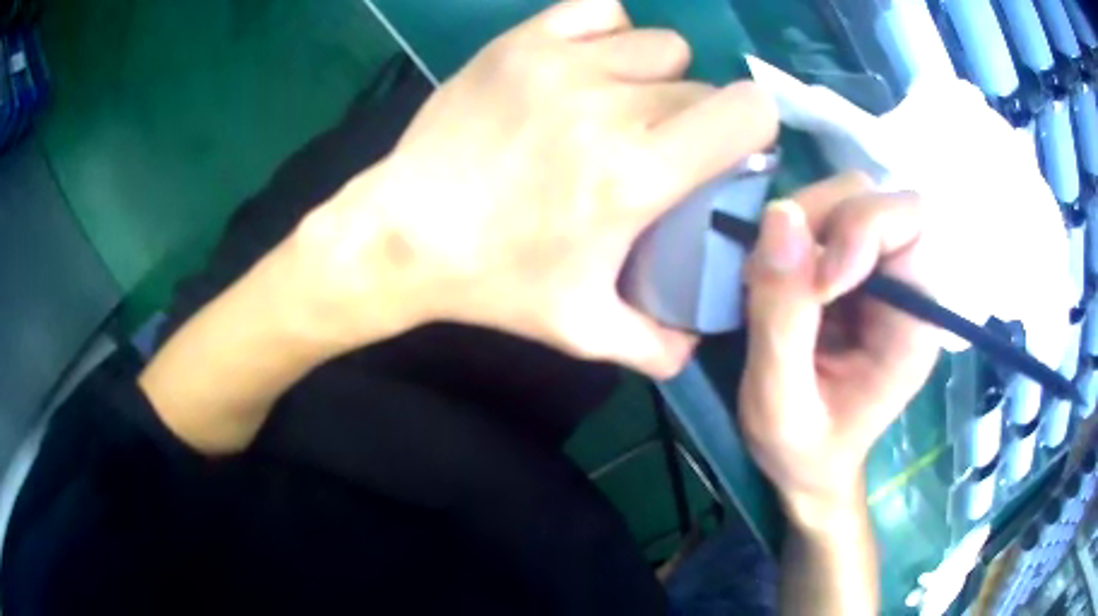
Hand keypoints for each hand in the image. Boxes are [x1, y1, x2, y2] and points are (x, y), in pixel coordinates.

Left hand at [295, 0, 777, 377]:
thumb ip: (654, 346)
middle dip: (698, 118)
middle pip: (703, 86)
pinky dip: (607, 33)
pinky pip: (599, 11)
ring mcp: (561, 62)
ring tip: (621, 106)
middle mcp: (610, 105)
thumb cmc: (493, 281)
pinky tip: (587, 66)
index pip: (747, 112)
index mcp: (637, 174)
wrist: (402, 235)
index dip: (753, 130)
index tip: (729, 155)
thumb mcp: (581, 329)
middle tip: (660, 148)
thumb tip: (696, 348)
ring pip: (660, 45)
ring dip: (656, 76)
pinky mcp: (521, 42)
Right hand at [737, 174, 939, 524]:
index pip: (911, 222)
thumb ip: (782, 319)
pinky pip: (819, 220)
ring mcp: (875, 272)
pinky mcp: (848, 269)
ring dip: (799, 226)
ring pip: (843, 197)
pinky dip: (788, 236)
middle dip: (819, 220)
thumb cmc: (804, 451)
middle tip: (777, 274)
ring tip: (771, 284)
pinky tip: (774, 283)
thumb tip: (779, 215)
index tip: (817, 283)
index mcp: (914, 321)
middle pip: (872, 195)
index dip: (861, 228)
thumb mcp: (782, 405)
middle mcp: (905, 283)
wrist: (809, 465)